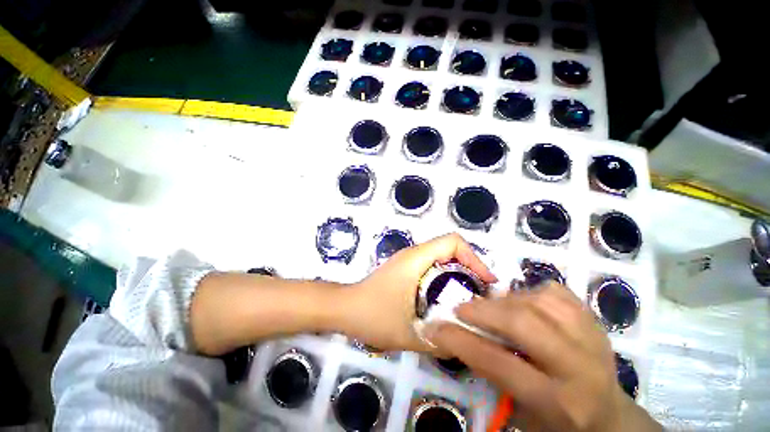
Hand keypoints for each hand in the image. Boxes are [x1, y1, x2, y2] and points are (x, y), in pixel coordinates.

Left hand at [345, 233, 496, 353]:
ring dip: (459, 276)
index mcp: (416, 258)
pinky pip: (433, 267)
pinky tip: (447, 302)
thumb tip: (471, 340)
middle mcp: (414, 254)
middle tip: (481, 298)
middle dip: (470, 269)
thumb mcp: (411, 333)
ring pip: (442, 258)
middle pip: (451, 249)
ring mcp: (409, 260)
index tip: (485, 283)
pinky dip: (446, 279)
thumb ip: (443, 339)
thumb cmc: (373, 315)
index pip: (453, 241)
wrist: (345, 309)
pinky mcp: (405, 269)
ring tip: (469, 302)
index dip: (474, 258)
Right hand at [428, 283, 661, 431]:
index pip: (499, 363)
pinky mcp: (593, 319)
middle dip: (483, 311)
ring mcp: (592, 337)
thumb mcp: (521, 412)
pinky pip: (554, 292)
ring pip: (537, 301)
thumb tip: (457, 333)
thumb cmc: (557, 420)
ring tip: (492, 307)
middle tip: (462, 308)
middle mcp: (580, 367)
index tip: (436, 327)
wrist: (608, 415)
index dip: (461, 341)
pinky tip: (521, 302)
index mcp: (559, 402)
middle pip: (523, 323)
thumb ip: (491, 372)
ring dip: (505, 300)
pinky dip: (529, 291)